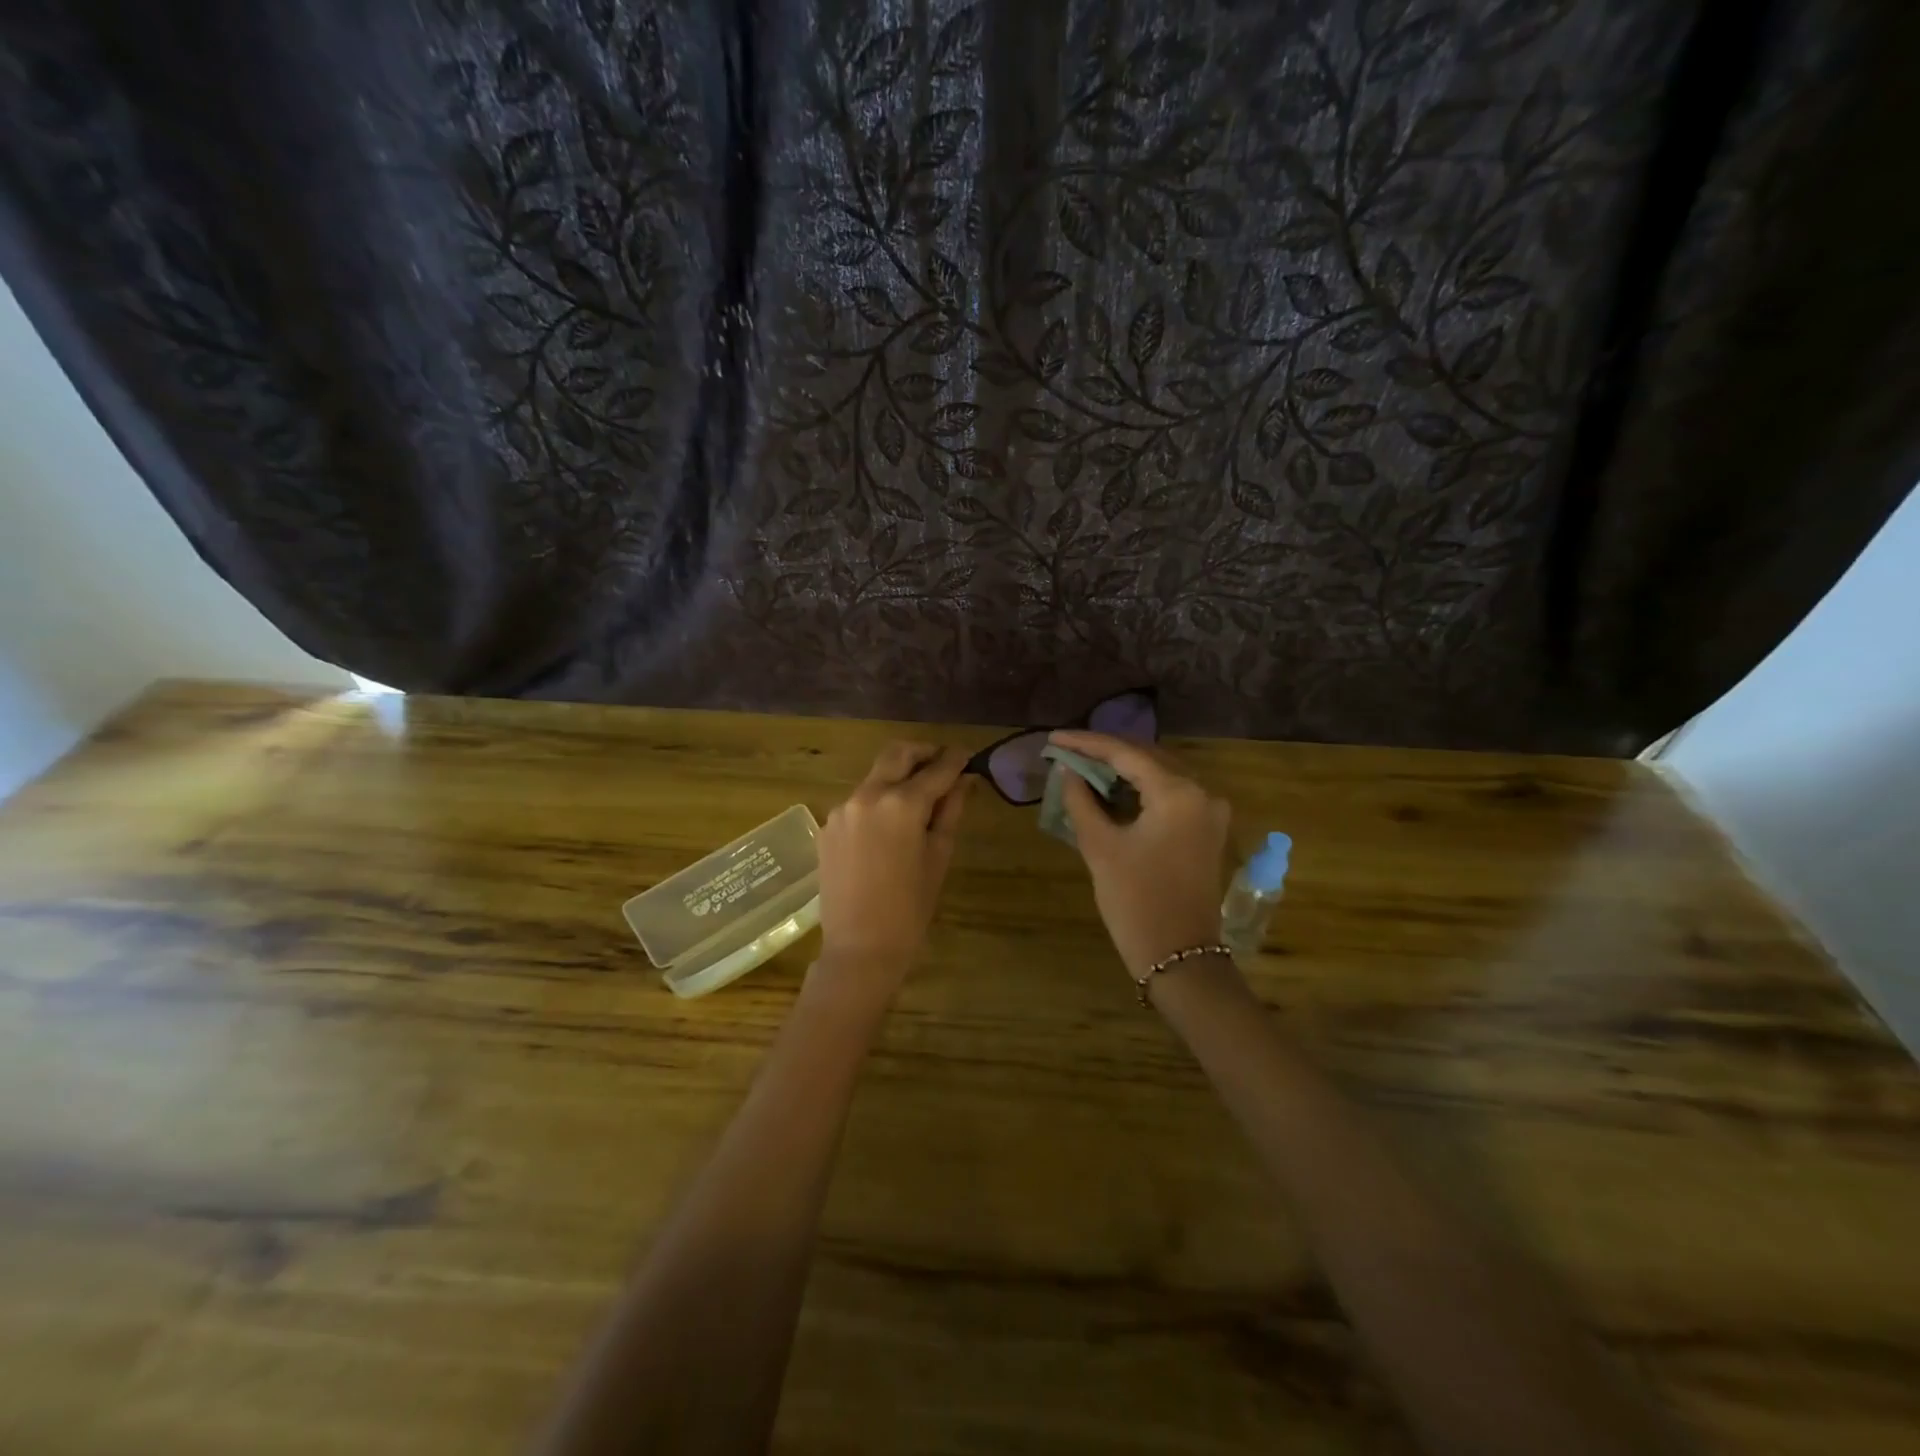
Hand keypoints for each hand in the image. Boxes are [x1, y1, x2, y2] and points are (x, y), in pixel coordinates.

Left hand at [814, 742, 970, 996]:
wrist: (860, 947)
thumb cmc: (910, 907)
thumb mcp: (938, 856)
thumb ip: (950, 811)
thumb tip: (963, 781)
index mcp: (901, 804)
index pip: (936, 769)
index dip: (956, 759)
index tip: (968, 755)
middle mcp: (868, 795)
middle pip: (897, 754)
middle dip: (923, 753)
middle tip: (943, 762)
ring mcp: (842, 809)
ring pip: (875, 776)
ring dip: (898, 776)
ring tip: (919, 798)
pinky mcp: (827, 826)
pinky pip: (858, 801)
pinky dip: (878, 801)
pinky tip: (890, 825)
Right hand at [1050, 730, 1232, 978]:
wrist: (1180, 958)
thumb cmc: (1136, 902)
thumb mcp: (1101, 847)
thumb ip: (1081, 801)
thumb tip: (1067, 771)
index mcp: (1178, 793)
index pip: (1126, 753)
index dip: (1086, 743)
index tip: (1053, 738)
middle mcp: (1201, 792)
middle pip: (1147, 757)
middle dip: (1104, 752)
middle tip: (1065, 750)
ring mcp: (1209, 812)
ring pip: (1159, 775)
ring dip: (1122, 770)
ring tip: (1081, 765)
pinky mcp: (1206, 830)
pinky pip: (1169, 796)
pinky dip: (1139, 790)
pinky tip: (1109, 789)